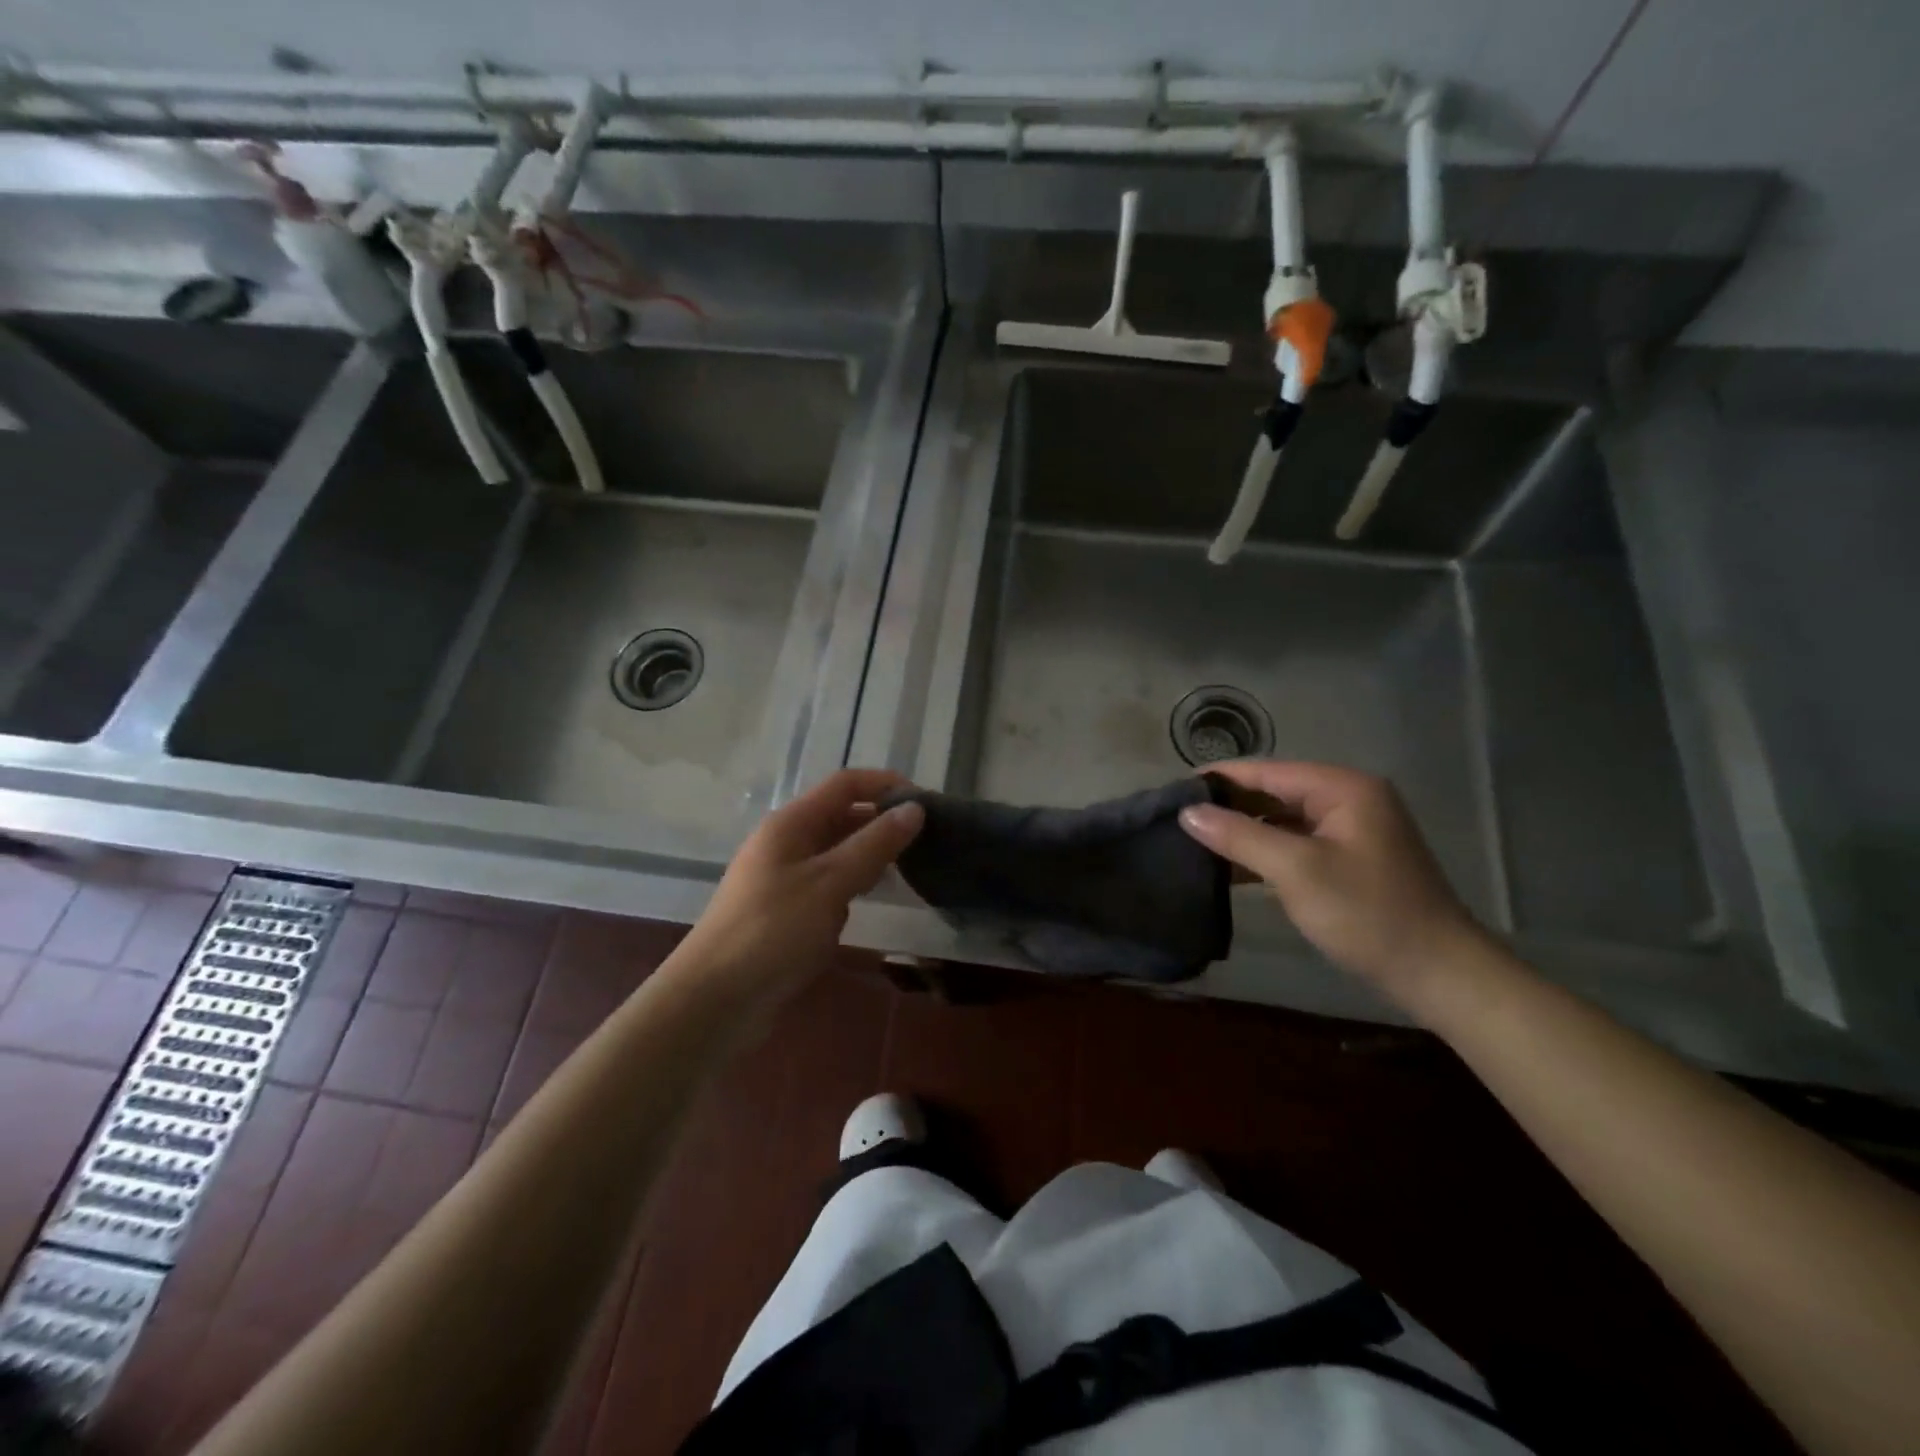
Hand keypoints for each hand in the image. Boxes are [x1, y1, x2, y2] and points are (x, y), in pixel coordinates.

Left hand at [674, 769, 924, 1007]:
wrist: (715, 1001)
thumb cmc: (773, 931)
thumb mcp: (830, 883)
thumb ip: (874, 844)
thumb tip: (914, 809)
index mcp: (791, 824)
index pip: (845, 785)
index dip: (885, 784)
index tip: (926, 802)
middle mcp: (786, 843)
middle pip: (841, 815)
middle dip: (881, 821)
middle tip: (927, 838)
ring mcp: (784, 877)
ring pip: (836, 852)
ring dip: (870, 854)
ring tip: (911, 867)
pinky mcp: (786, 911)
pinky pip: (828, 884)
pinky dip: (853, 885)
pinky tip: (874, 900)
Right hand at [1177, 760, 1486, 1000]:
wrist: (1438, 974)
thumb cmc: (1367, 913)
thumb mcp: (1297, 870)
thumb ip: (1239, 836)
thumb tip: (1187, 812)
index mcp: (1342, 788)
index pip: (1266, 771)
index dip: (1219, 778)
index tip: (1172, 789)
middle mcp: (1347, 800)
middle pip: (1273, 793)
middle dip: (1227, 805)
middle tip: (1177, 818)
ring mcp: (1349, 832)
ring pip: (1281, 821)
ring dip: (1242, 831)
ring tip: (1192, 841)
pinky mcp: (1347, 861)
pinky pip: (1294, 845)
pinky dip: (1263, 853)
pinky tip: (1228, 867)